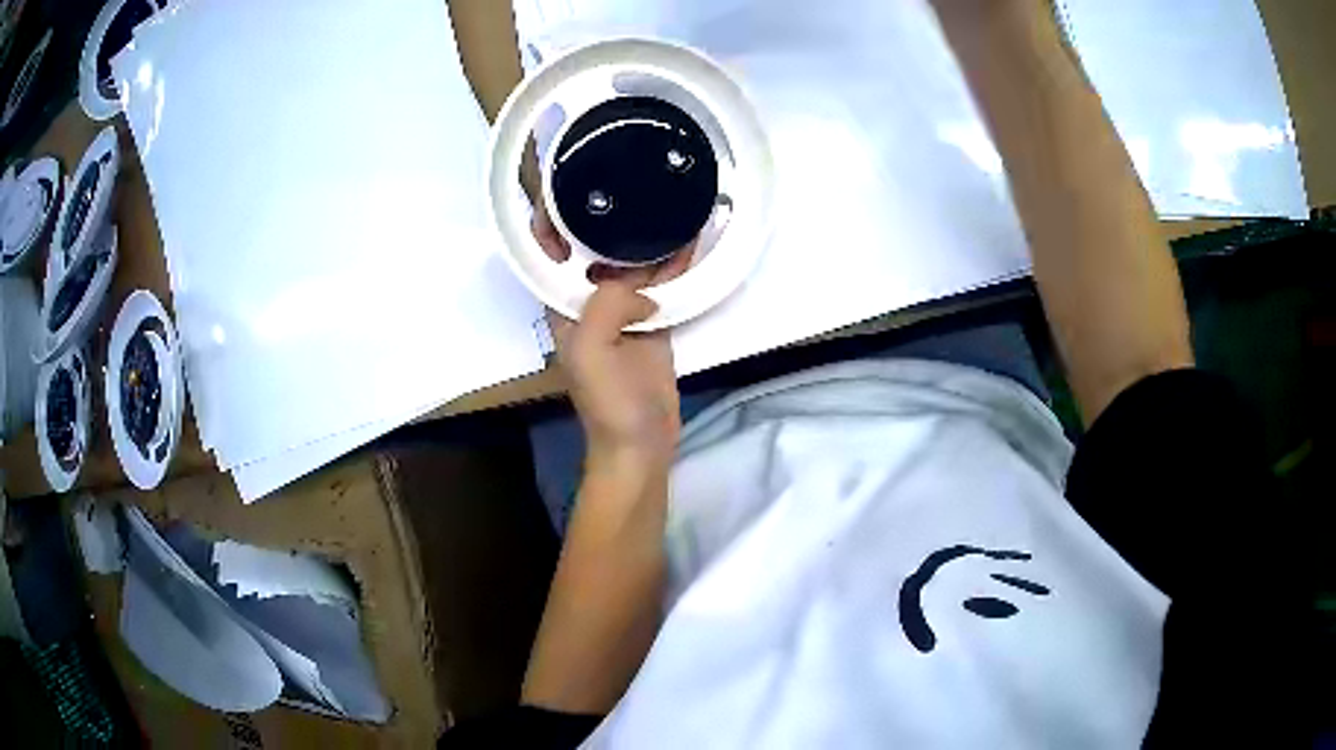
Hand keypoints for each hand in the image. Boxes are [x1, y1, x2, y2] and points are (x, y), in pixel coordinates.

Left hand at [532, 201, 691, 473]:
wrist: (642, 442)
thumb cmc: (607, 400)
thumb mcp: (592, 349)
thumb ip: (608, 303)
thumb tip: (642, 287)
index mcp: (563, 302)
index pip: (550, 249)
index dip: (555, 217)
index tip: (574, 182)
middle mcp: (588, 298)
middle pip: (595, 247)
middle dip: (610, 215)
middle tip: (633, 176)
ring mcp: (624, 308)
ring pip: (634, 261)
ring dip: (649, 236)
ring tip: (669, 198)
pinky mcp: (654, 319)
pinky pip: (664, 282)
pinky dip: (677, 262)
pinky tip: (693, 236)